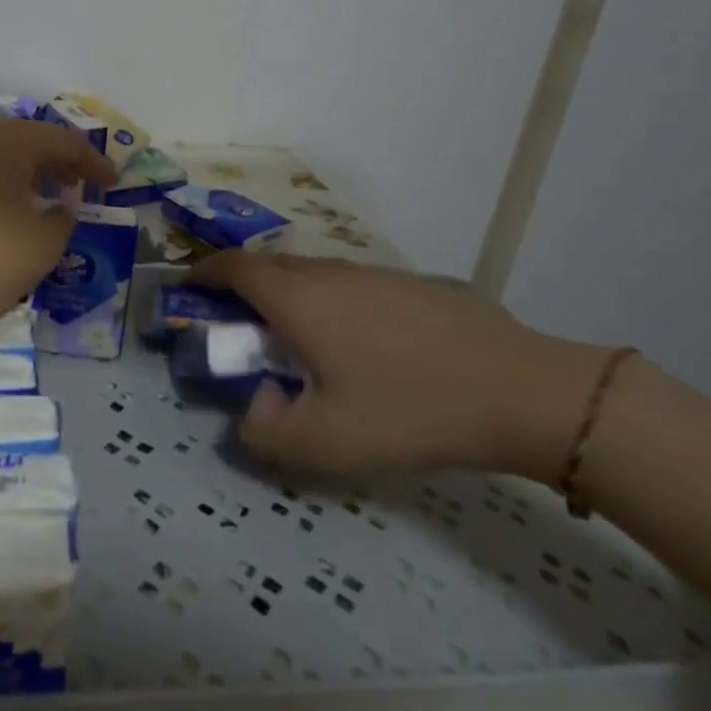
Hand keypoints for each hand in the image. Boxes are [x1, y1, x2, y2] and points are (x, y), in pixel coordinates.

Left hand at [0, 119, 115, 378]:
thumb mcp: (44, 244)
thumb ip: (64, 217)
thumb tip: (59, 206)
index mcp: (6, 141)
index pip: (61, 140)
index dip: (92, 161)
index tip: (112, 183)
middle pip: (24, 141)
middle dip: (56, 162)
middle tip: (79, 186)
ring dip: (24, 174)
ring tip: (43, 200)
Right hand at [191, 252, 611, 485]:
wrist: (519, 389)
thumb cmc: (409, 410)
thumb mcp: (325, 443)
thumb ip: (266, 434)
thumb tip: (253, 408)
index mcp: (298, 299)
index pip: (234, 266)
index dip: (205, 272)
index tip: (191, 288)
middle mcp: (329, 273)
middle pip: (272, 267)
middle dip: (246, 288)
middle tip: (245, 328)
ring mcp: (375, 273)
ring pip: (316, 275)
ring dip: (293, 297)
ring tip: (304, 342)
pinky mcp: (413, 284)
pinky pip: (354, 285)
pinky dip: (335, 303)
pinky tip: (366, 347)